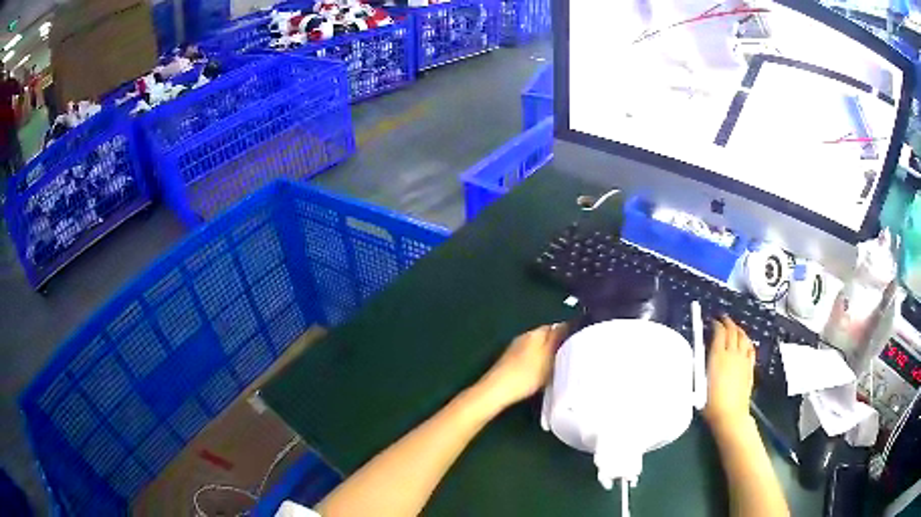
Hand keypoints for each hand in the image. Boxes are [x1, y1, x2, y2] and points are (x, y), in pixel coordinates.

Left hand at [475, 324, 568, 409]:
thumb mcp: (548, 356)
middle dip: (557, 345)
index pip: (556, 326)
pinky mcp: (509, 361)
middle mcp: (524, 336)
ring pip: (537, 347)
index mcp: (535, 332)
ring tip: (556, 367)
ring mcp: (515, 348)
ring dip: (546, 354)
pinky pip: (529, 357)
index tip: (577, 345)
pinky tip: (539, 373)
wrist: (497, 390)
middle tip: (569, 358)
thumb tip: (567, 324)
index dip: (568, 334)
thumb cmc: (527, 374)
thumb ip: (557, 339)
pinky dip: (536, 362)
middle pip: (546, 337)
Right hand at [703, 316, 754, 431]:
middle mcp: (732, 354)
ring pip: (743, 337)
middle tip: (723, 319)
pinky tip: (745, 342)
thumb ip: (703, 364)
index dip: (715, 324)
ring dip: (738, 329)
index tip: (712, 321)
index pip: (719, 332)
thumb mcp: (700, 382)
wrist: (730, 415)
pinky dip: (747, 341)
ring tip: (734, 327)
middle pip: (732, 331)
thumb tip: (704, 351)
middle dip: (727, 322)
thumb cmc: (710, 403)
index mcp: (718, 356)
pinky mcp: (750, 367)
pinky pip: (750, 348)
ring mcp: (743, 360)